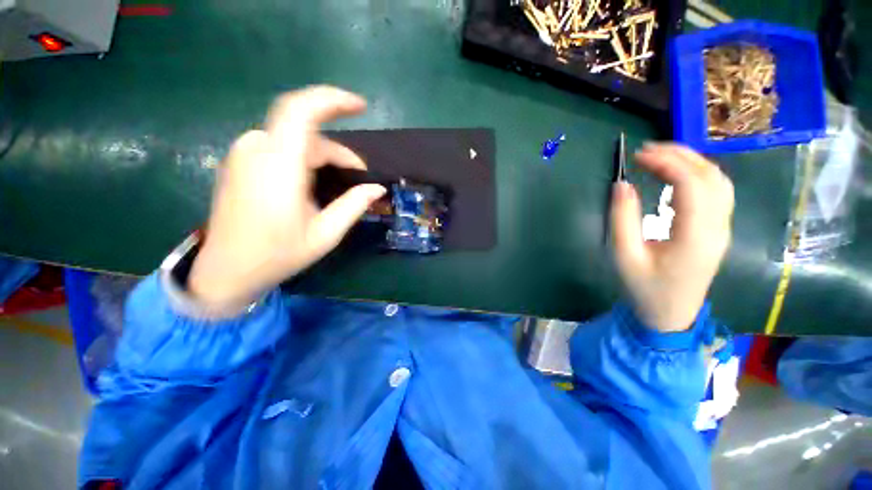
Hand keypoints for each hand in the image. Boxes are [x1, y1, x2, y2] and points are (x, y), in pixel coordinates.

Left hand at [188, 86, 385, 309]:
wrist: (226, 271)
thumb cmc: (278, 254)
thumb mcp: (325, 233)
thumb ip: (354, 205)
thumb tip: (378, 188)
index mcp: (278, 166)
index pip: (302, 111)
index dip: (333, 100)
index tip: (361, 107)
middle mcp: (257, 150)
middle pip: (305, 131)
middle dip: (338, 150)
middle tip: (359, 176)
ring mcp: (243, 154)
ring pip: (293, 139)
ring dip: (322, 155)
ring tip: (339, 180)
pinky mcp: (240, 162)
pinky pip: (279, 147)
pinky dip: (303, 157)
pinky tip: (313, 179)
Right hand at [610, 143, 733, 331]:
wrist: (671, 314)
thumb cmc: (645, 288)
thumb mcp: (624, 256)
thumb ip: (622, 219)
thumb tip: (622, 185)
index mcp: (695, 236)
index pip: (692, 184)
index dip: (667, 162)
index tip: (638, 155)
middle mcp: (718, 227)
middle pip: (711, 176)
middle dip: (680, 155)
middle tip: (647, 151)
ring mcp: (722, 227)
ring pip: (719, 181)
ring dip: (691, 162)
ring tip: (660, 157)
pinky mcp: (718, 229)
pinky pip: (716, 191)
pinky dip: (697, 174)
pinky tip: (676, 175)